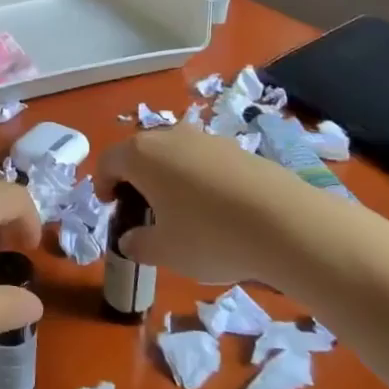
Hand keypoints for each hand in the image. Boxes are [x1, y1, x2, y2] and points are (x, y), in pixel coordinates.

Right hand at [103, 125, 303, 285]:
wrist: (285, 223)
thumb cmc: (210, 235)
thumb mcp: (165, 251)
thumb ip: (139, 244)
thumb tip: (131, 239)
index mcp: (142, 154)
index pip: (108, 161)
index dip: (103, 185)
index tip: (111, 208)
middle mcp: (170, 137)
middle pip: (141, 152)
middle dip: (136, 179)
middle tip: (142, 211)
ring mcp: (206, 139)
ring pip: (174, 154)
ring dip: (168, 177)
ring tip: (180, 212)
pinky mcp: (237, 149)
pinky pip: (204, 161)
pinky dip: (199, 179)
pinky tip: (215, 210)